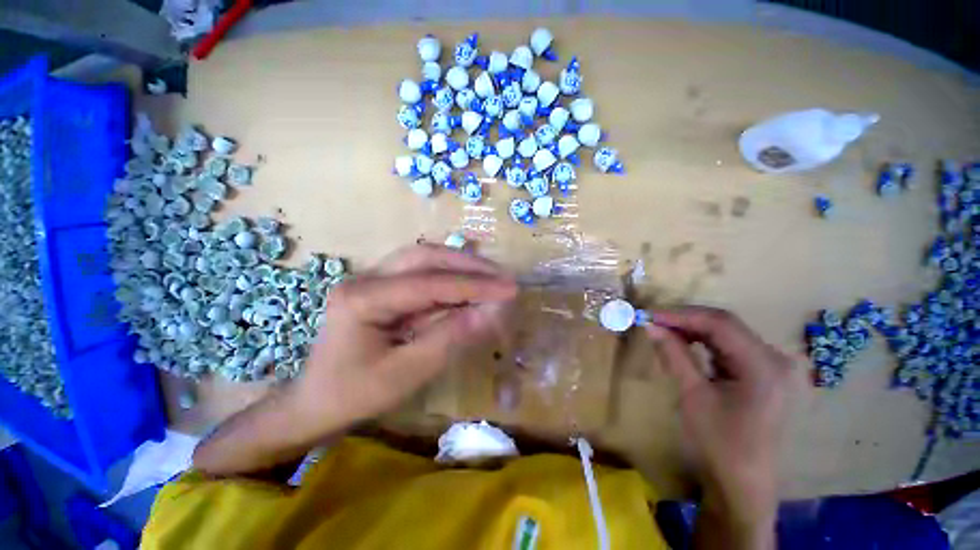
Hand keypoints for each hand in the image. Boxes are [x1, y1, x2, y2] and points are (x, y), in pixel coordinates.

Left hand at [289, 244, 516, 433]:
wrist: (316, 404)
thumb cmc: (354, 396)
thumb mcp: (405, 374)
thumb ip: (449, 339)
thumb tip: (491, 313)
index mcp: (362, 299)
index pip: (429, 283)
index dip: (473, 285)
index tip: (509, 289)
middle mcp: (365, 277)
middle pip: (425, 257)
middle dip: (469, 265)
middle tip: (502, 276)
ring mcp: (372, 278)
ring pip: (424, 259)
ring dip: (461, 266)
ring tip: (491, 277)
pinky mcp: (382, 286)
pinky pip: (421, 273)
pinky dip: (449, 278)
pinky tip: (468, 285)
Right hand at [646, 307, 792, 523]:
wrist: (741, 485)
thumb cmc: (719, 444)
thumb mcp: (693, 395)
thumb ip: (673, 354)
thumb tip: (650, 325)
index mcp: (764, 365)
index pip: (720, 323)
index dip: (681, 315)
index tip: (649, 314)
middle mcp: (774, 359)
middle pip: (725, 325)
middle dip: (685, 320)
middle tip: (653, 321)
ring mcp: (770, 367)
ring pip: (726, 334)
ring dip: (692, 330)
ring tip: (663, 331)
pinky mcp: (762, 375)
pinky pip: (729, 348)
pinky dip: (703, 343)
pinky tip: (683, 344)